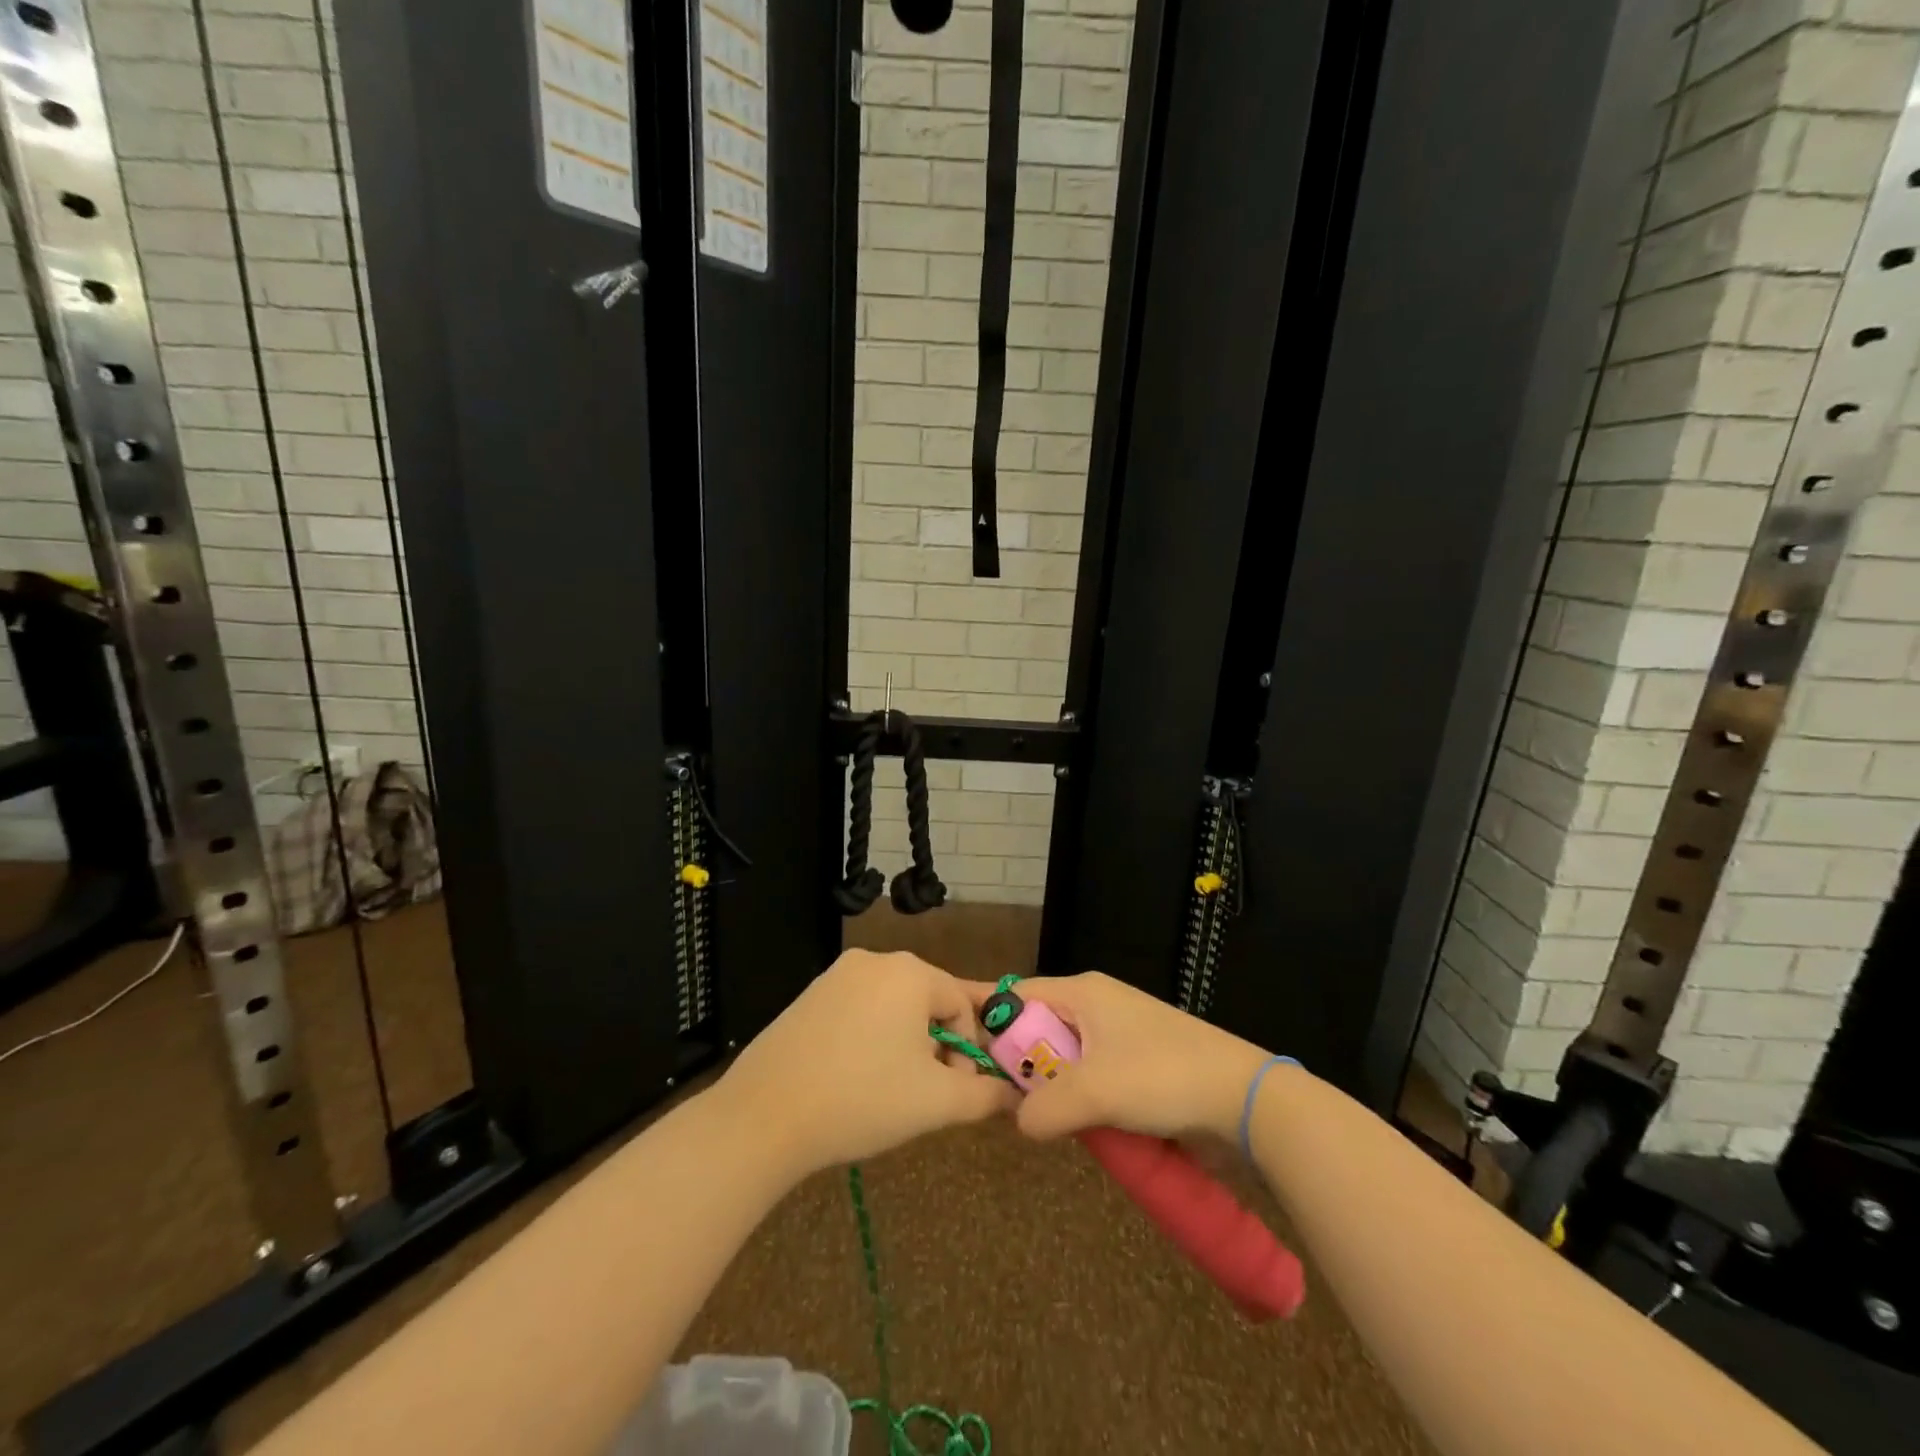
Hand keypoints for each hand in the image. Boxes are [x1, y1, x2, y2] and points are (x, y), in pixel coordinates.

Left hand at [714, 949, 1019, 1175]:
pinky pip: (861, 1008)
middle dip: (936, 1045)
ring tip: (888, 1089)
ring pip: (894, 1005)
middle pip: (929, 999)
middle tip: (922, 1092)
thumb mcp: (935, 1102)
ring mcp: (838, 973)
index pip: (963, 1004)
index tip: (953, 1090)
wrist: (765, 1116)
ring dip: (905, 1042)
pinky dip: (871, 1037)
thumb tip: (1013, 1094)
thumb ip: (985, 1095)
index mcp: (911, 972)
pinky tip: (855, 1077)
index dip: (968, 1049)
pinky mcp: (811, 993)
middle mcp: (876, 960)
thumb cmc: (861, 1100)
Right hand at [1005, 972, 1272, 1143]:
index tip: (976, 1066)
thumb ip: (1044, 1108)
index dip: (993, 1026)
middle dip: (1026, 1066)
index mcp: (1083, 992)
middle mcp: (1097, 1004)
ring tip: (1053, 1122)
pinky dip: (1084, 1099)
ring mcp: (1121, 1033)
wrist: (1244, 1098)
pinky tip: (1088, 1126)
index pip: (1018, 995)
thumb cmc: (1163, 1077)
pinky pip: (1093, 1076)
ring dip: (1057, 1089)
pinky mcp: (1140, 1061)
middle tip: (1014, 1105)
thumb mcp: (1095, 1092)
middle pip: (1040, 1028)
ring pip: (1066, 1058)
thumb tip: (1019, 1123)